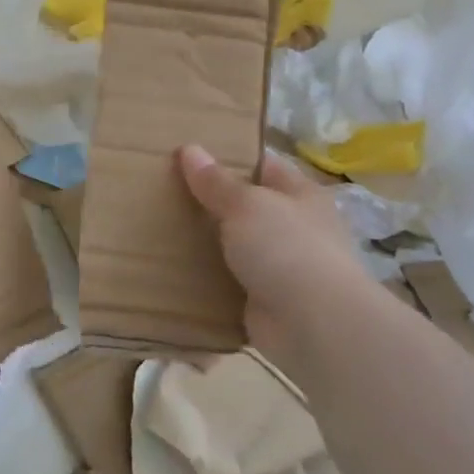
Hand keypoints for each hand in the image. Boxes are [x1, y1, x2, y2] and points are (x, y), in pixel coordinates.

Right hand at [178, 144, 368, 357]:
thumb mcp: (246, 204)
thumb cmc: (285, 247)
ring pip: (236, 246)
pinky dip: (207, 279)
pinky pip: (229, 282)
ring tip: (160, 229)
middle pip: (248, 207)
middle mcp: (295, 228)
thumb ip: (216, 181)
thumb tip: (189, 149)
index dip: (230, 158)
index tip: (188, 156)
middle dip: (211, 202)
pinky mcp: (265, 300)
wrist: (313, 324)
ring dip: (207, 243)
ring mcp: (282, 267)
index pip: (263, 166)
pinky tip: (174, 270)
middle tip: (164, 192)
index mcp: (301, 196)